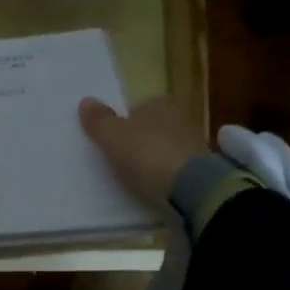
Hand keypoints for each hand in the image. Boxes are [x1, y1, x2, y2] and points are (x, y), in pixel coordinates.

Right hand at [78, 96, 208, 206]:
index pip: (138, 107)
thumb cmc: (147, 154)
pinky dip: (168, 174)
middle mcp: (181, 117)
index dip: (124, 122)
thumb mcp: (113, 137)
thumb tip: (85, 101)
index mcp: (160, 102)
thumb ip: (99, 120)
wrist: (192, 188)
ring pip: (167, 147)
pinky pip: (178, 167)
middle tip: (122, 159)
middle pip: (153, 127)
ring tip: (138, 176)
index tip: (113, 141)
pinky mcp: (204, 170)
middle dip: (141, 140)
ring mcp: (195, 143)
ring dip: (155, 158)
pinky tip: (157, 186)